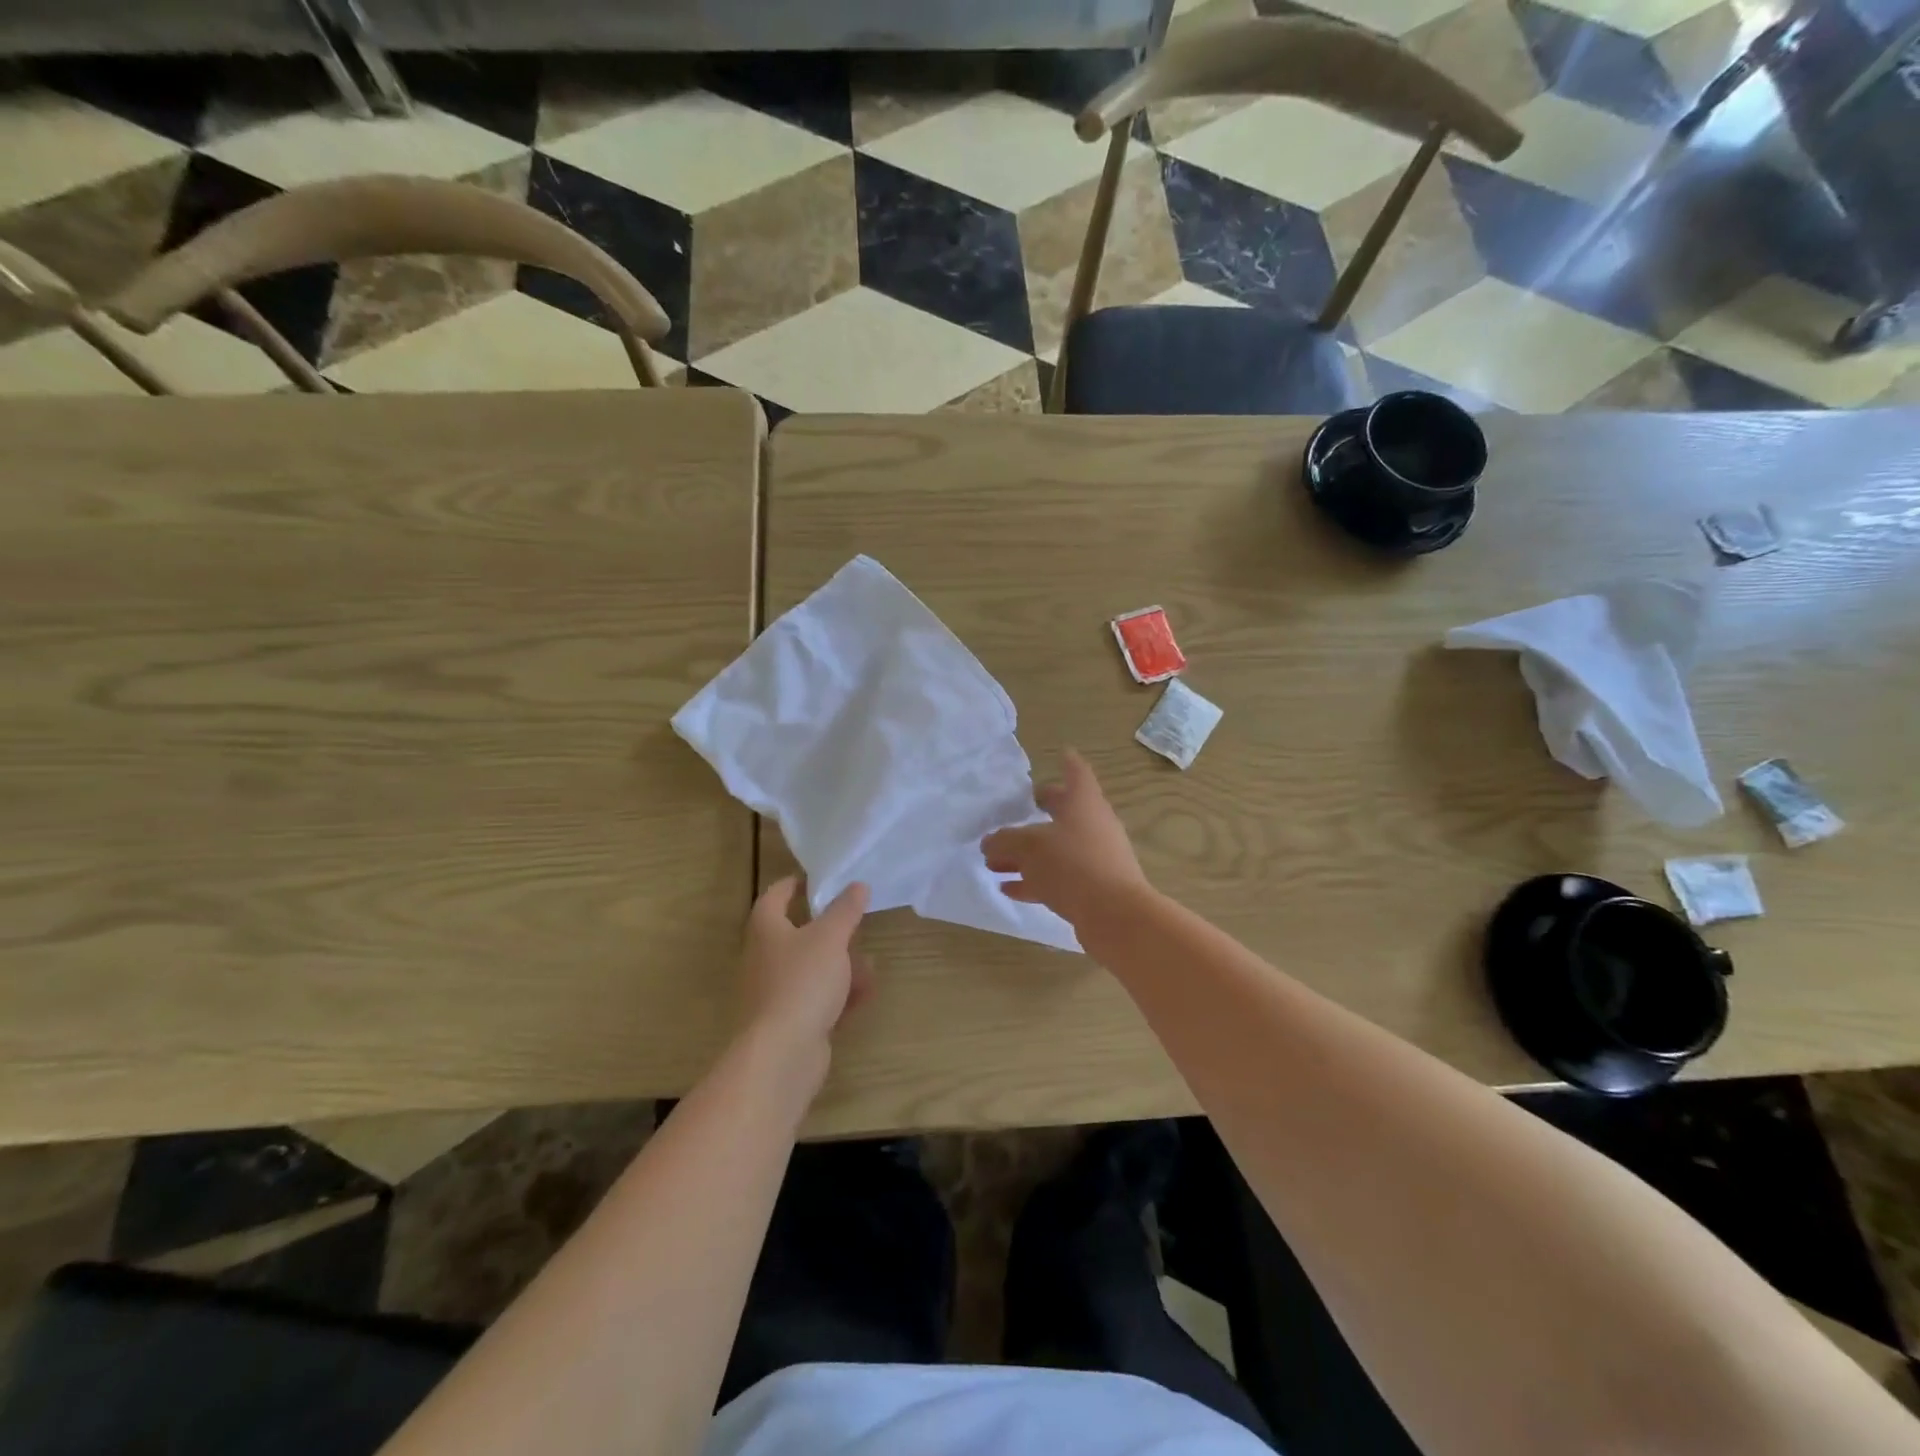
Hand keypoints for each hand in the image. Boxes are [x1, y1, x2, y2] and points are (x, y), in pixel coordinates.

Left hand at [737, 878, 870, 1056]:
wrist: (782, 1054)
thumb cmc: (802, 982)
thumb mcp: (830, 938)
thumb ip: (845, 910)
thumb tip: (857, 885)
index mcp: (766, 931)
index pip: (774, 898)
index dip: (791, 885)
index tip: (812, 879)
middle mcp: (764, 959)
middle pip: (796, 937)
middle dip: (830, 932)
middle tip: (854, 925)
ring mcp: (775, 994)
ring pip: (811, 971)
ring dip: (841, 967)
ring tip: (870, 966)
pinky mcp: (789, 1023)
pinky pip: (817, 1001)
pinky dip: (839, 996)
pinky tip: (865, 997)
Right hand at [983, 750, 1150, 932]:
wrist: (1115, 915)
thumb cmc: (1072, 865)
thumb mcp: (1028, 847)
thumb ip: (1004, 841)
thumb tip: (990, 843)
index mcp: (1084, 803)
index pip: (1077, 773)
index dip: (1068, 763)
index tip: (1062, 753)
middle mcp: (1093, 826)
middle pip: (1064, 812)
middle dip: (1040, 811)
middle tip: (1018, 810)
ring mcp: (1095, 858)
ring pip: (1056, 849)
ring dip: (1027, 854)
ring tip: (994, 862)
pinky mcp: (1093, 888)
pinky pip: (1058, 877)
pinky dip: (1034, 880)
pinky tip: (1009, 888)